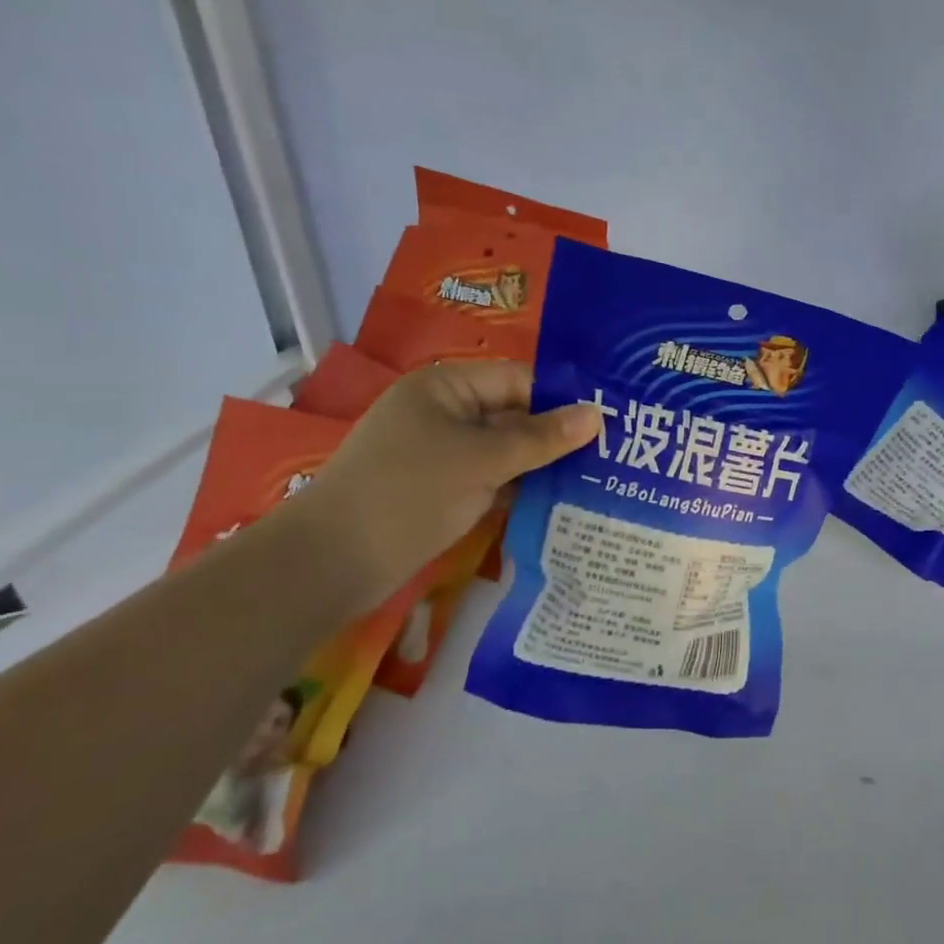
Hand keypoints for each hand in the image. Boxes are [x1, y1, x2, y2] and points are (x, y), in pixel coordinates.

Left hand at [286, 360, 598, 608]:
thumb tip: (598, 414)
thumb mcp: (482, 460)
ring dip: (543, 465)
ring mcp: (442, 453)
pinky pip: (491, 478)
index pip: (519, 379)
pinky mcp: (441, 489)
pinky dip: (520, 488)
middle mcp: (445, 412)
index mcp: (447, 386)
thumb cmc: (409, 493)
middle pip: (514, 414)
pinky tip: (559, 502)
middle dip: (558, 435)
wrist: (330, 563)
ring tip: (598, 479)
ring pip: (505, 450)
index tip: (610, 421)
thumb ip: (542, 438)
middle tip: (613, 454)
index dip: (563, 398)